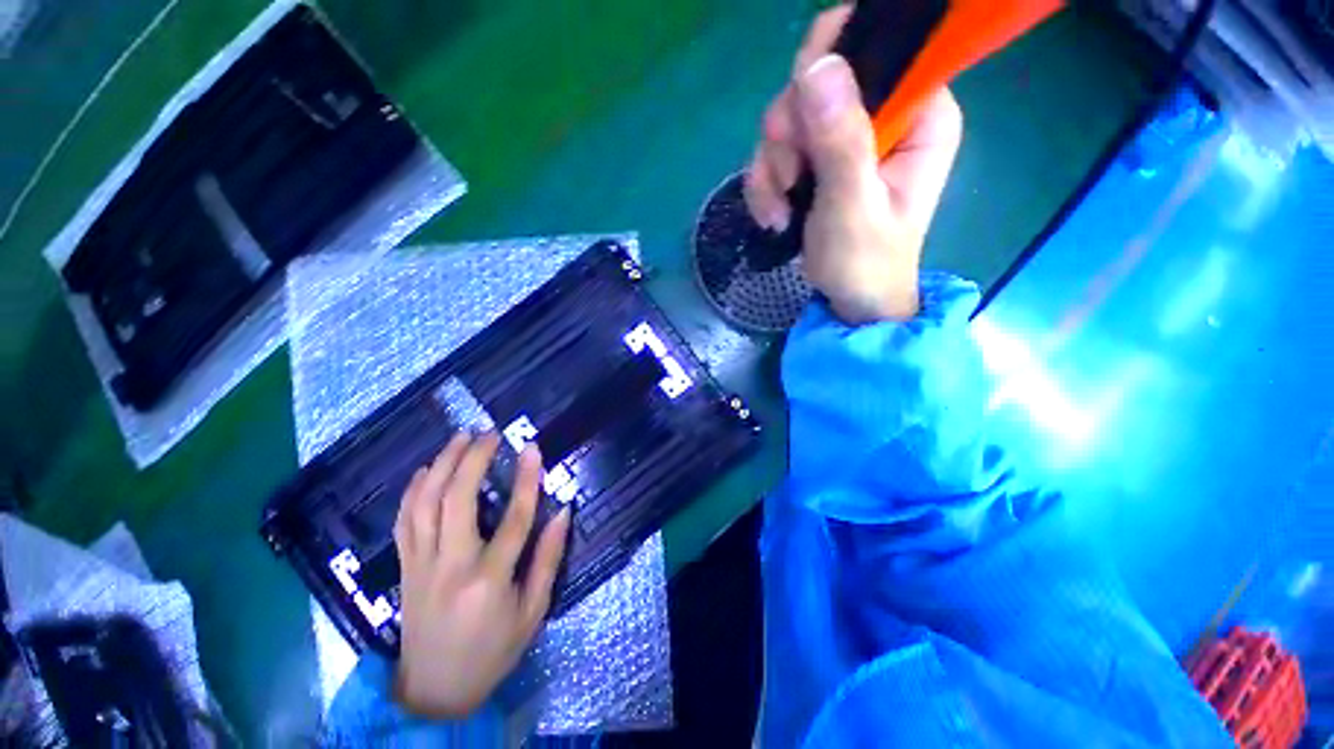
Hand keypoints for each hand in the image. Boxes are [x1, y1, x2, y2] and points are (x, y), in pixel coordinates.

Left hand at [392, 433, 570, 717]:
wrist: (433, 691)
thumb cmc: (492, 652)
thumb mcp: (533, 612)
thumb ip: (548, 559)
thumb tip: (563, 512)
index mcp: (489, 581)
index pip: (515, 518)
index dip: (527, 479)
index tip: (532, 447)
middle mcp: (450, 566)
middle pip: (458, 500)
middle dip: (474, 459)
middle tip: (490, 433)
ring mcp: (420, 565)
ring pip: (425, 503)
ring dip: (442, 464)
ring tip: (460, 437)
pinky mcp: (404, 567)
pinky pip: (404, 520)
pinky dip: (414, 489)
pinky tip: (428, 469)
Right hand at [743, 5, 962, 324]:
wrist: (852, 302)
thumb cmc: (865, 264)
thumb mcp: (852, 207)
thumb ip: (840, 140)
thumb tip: (817, 66)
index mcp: (919, 113)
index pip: (875, 46)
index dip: (827, 66)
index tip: (800, 118)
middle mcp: (886, 113)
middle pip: (817, 81)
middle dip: (789, 135)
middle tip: (789, 181)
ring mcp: (848, 137)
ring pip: (789, 119)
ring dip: (772, 168)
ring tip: (779, 213)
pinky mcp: (821, 161)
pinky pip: (778, 151)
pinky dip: (767, 184)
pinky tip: (774, 216)